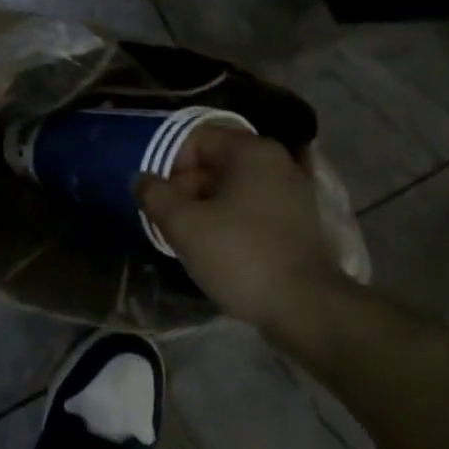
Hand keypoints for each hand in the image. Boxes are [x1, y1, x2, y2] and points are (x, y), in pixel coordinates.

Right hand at [136, 128, 357, 352]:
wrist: (307, 308)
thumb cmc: (241, 257)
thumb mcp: (184, 225)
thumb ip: (154, 195)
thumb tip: (141, 179)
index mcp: (250, 150)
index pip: (195, 140)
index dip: (168, 166)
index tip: (160, 201)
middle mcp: (277, 160)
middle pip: (215, 162)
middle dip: (186, 189)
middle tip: (171, 223)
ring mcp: (294, 190)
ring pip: (234, 187)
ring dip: (208, 207)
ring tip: (193, 239)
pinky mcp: (302, 220)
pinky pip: (255, 207)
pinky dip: (234, 220)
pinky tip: (223, 248)